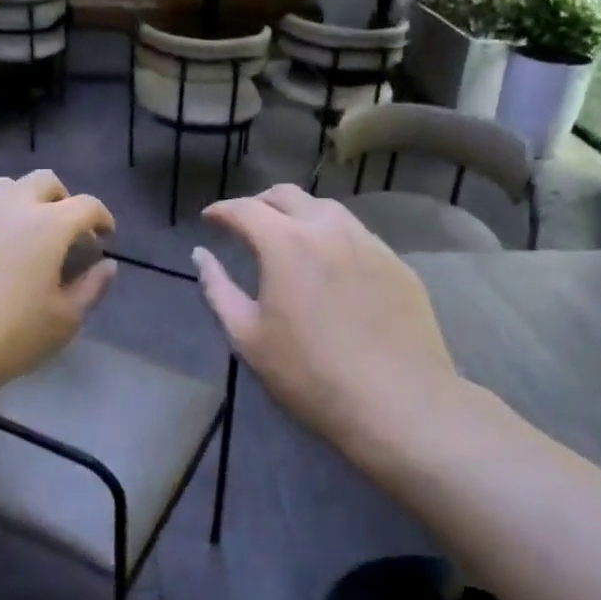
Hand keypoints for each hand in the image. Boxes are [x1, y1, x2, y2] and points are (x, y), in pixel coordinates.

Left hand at [0, 171, 116, 403]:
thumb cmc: (4, 337)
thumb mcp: (62, 322)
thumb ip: (92, 288)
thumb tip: (106, 265)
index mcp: (47, 225)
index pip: (86, 205)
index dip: (102, 217)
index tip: (105, 236)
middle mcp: (8, 206)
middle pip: (44, 181)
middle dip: (63, 199)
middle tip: (65, 230)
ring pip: (3, 188)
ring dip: (23, 202)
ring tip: (23, 235)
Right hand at [192, 185, 456, 455]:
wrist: (398, 403)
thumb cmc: (310, 374)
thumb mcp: (248, 337)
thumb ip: (218, 289)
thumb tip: (201, 255)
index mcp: (286, 244)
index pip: (245, 209)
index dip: (222, 210)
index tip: (209, 219)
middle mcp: (328, 230)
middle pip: (288, 196)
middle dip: (259, 202)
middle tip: (245, 222)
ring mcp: (369, 243)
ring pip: (327, 208)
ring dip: (299, 213)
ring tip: (287, 235)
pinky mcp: (397, 264)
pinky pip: (357, 234)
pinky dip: (332, 234)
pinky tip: (330, 261)